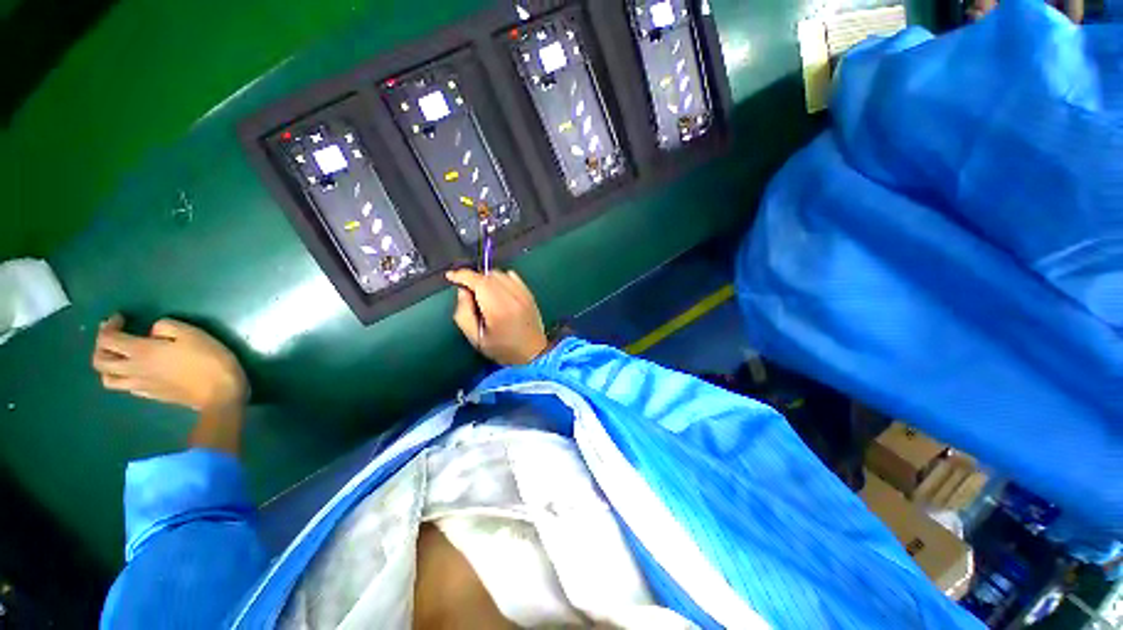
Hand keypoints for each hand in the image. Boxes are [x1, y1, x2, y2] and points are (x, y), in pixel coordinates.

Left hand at [91, 315, 247, 411]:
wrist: (220, 393)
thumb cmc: (208, 360)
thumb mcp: (193, 334)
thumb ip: (167, 327)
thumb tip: (153, 331)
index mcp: (141, 351)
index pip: (107, 338)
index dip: (108, 326)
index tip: (121, 319)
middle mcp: (133, 369)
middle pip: (99, 361)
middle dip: (101, 346)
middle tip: (115, 337)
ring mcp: (141, 385)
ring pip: (107, 378)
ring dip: (108, 366)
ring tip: (121, 358)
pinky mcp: (151, 395)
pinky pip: (126, 387)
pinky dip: (125, 377)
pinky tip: (139, 372)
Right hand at [447, 269, 548, 365]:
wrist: (533, 354)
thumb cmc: (503, 349)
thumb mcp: (476, 338)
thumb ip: (463, 313)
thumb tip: (462, 291)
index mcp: (497, 309)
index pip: (478, 281)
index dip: (462, 275)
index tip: (451, 276)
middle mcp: (512, 297)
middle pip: (488, 275)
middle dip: (474, 279)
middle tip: (469, 292)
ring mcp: (523, 294)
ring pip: (500, 274)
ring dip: (488, 279)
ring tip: (484, 294)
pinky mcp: (529, 294)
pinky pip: (513, 276)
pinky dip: (502, 279)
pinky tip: (499, 291)